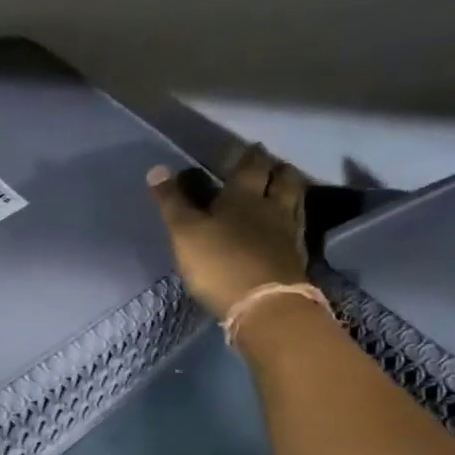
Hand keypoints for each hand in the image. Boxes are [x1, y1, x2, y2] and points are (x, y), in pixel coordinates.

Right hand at [147, 145, 309, 318]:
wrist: (265, 307)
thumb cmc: (220, 263)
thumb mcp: (185, 232)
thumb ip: (172, 202)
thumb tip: (157, 169)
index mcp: (244, 196)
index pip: (251, 166)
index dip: (249, 155)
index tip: (248, 148)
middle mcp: (273, 208)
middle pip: (284, 179)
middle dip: (277, 169)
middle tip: (271, 166)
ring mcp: (289, 234)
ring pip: (296, 202)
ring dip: (290, 191)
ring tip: (282, 190)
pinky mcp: (297, 259)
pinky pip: (298, 229)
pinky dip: (292, 221)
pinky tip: (286, 227)